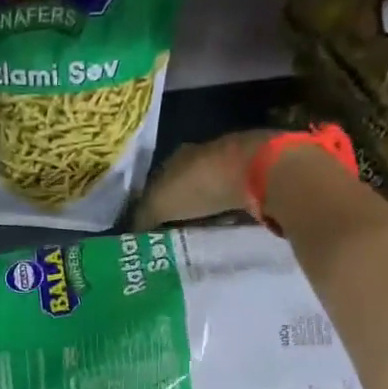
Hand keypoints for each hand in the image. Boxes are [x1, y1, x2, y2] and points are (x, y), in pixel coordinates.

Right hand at [133, 129, 275, 229]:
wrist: (257, 172)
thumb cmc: (200, 186)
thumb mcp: (160, 205)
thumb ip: (142, 217)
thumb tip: (131, 232)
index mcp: (174, 157)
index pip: (156, 181)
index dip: (151, 204)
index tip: (149, 228)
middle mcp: (200, 154)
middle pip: (183, 184)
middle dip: (178, 206)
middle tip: (172, 234)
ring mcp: (230, 162)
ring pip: (209, 190)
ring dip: (204, 208)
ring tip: (198, 233)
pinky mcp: (255, 173)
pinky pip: (232, 196)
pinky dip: (227, 210)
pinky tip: (225, 224)